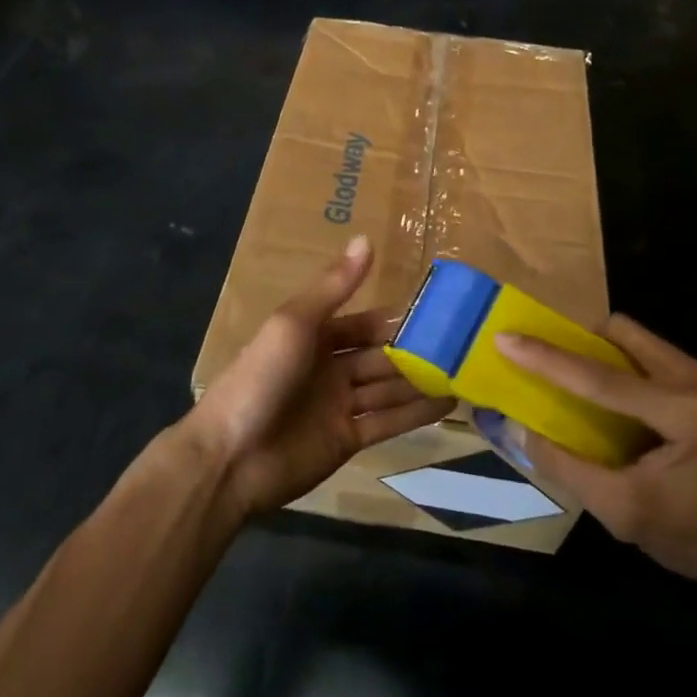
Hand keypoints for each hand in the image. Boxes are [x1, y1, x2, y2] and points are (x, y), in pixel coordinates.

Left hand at [186, 237, 452, 518]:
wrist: (230, 457)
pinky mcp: (347, 440)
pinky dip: (417, 413)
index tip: (436, 312)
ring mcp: (338, 405)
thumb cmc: (261, 378)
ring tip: (466, 372)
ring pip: (388, 387)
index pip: (362, 323)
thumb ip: (334, 286)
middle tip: (463, 345)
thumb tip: (366, 238)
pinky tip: (450, 403)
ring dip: (422, 381)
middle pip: (379, 356)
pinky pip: (388, 421)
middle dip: (414, 352)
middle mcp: (329, 367)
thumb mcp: (295, 323)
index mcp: (313, 335)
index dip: (394, 320)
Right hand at [494, 318, 696, 598]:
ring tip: (567, 376)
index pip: (602, 378)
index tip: (505, 338)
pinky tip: (604, 396)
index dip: (548, 358)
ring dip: (597, 352)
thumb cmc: (695, 539)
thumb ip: (567, 467)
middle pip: (621, 333)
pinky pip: (647, 355)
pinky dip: (617, 365)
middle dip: (576, 341)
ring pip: (634, 339)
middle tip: (541, 359)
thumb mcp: (623, 513)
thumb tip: (518, 428)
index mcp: (686, 414)